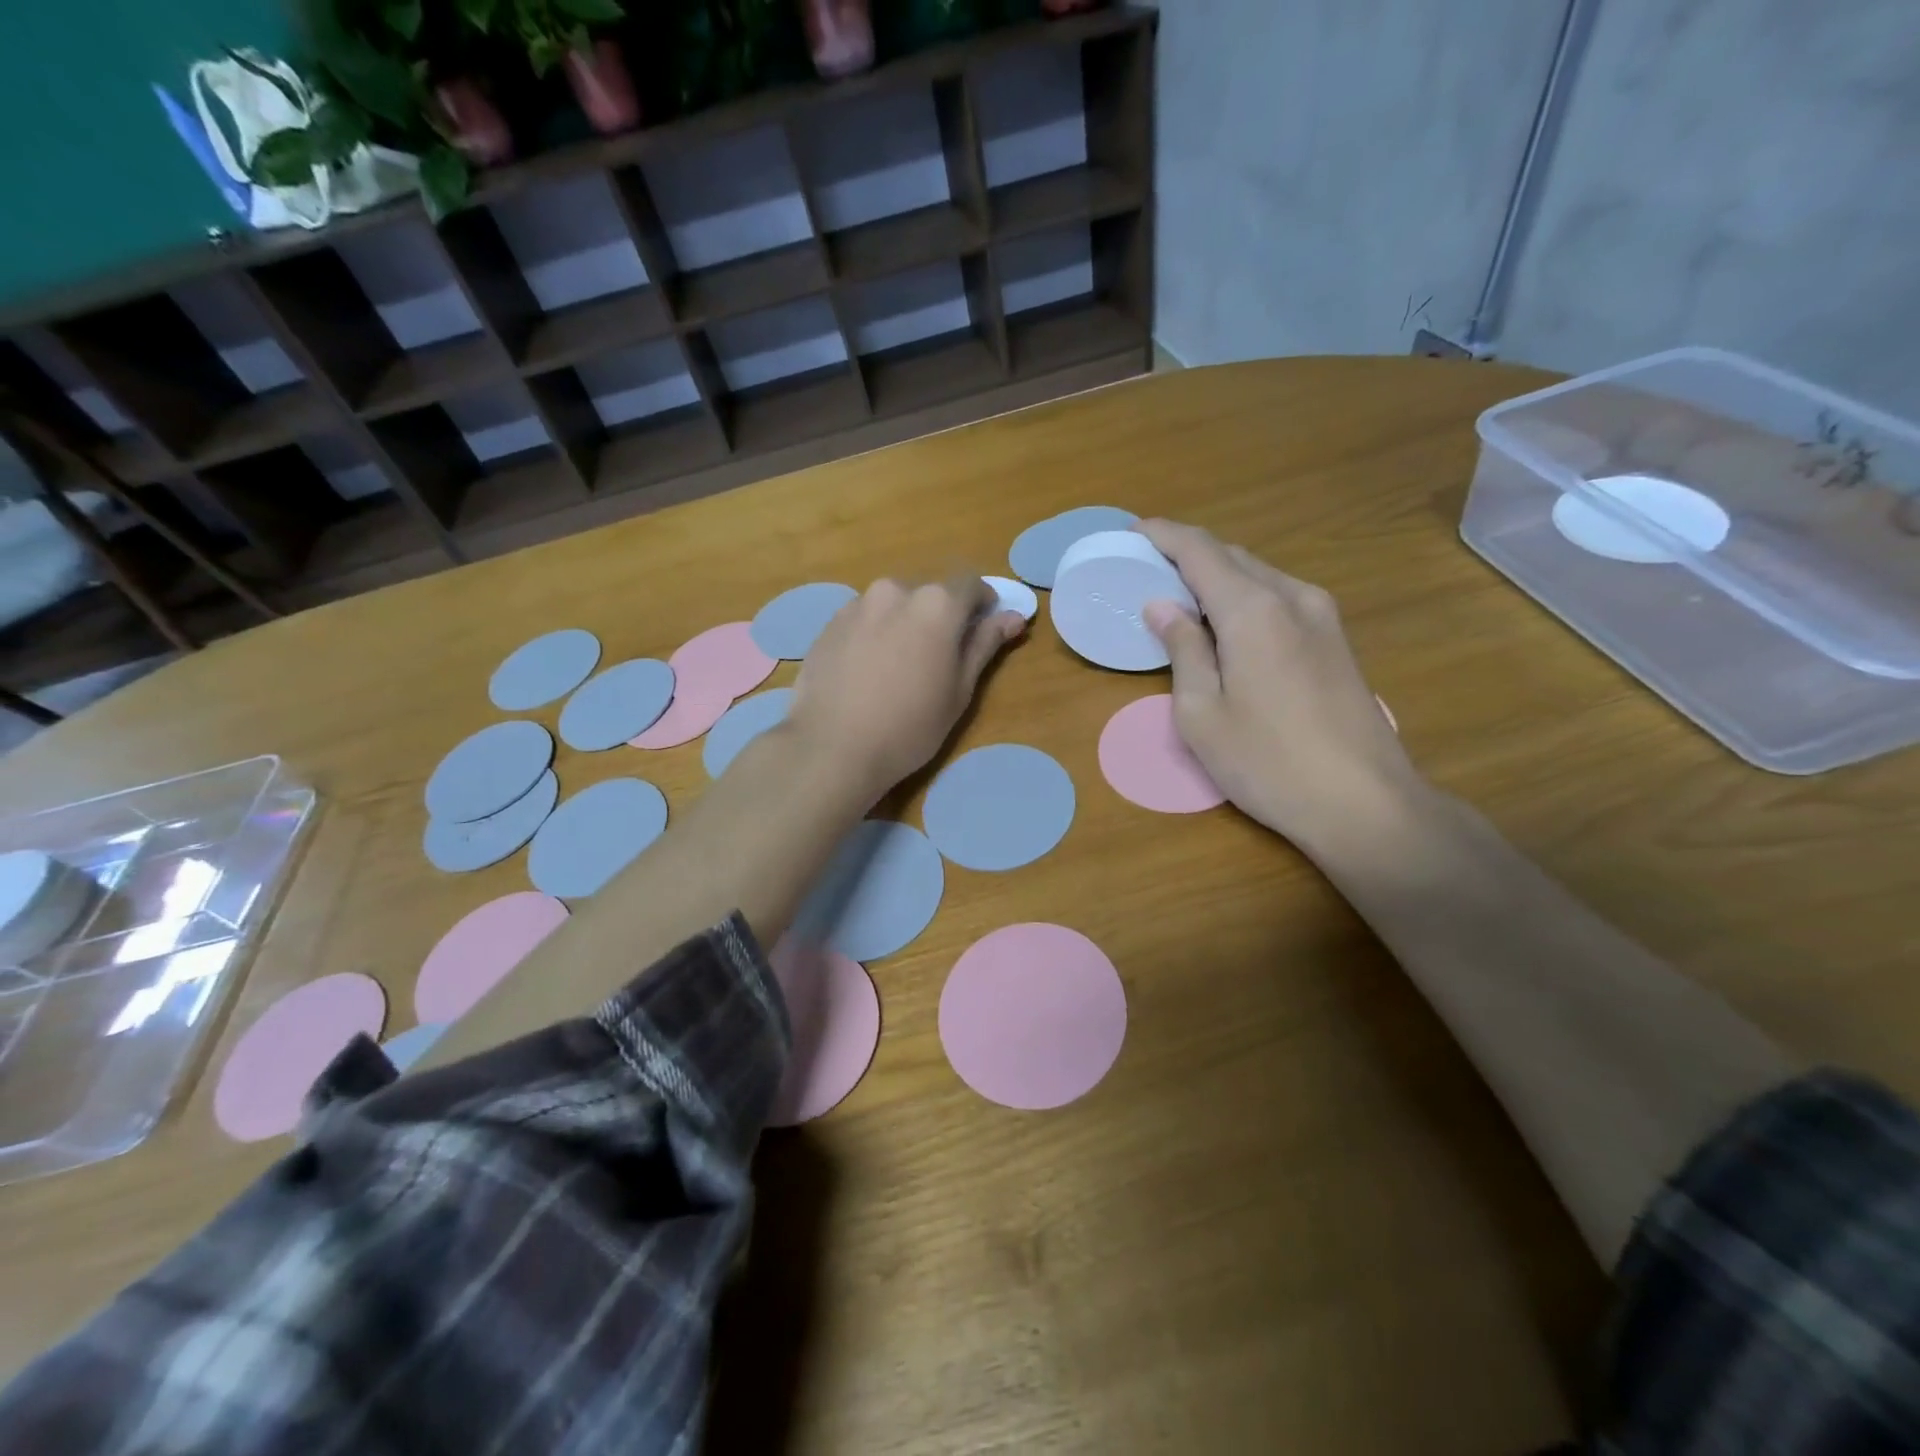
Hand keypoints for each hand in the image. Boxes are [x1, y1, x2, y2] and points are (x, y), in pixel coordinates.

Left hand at [786, 574, 1025, 806]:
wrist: (832, 748)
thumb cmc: (910, 726)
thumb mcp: (959, 691)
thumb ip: (985, 645)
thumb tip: (1013, 617)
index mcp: (936, 603)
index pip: (971, 585)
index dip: (982, 606)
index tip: (982, 632)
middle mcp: (895, 590)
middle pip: (929, 593)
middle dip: (940, 617)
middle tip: (937, 659)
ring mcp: (856, 605)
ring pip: (893, 605)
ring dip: (904, 624)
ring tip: (898, 668)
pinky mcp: (828, 625)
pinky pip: (864, 619)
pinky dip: (874, 635)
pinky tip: (867, 672)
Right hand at [1137, 520, 1425, 853]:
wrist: (1365, 803)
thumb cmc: (1267, 763)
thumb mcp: (1202, 714)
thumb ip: (1183, 650)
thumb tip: (1163, 606)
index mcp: (1253, 610)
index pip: (1201, 551)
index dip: (1164, 536)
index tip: (1132, 532)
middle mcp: (1293, 597)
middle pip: (1233, 557)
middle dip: (1188, 553)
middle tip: (1148, 566)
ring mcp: (1323, 616)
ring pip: (1260, 575)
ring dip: (1219, 575)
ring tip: (1182, 594)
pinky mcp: (1337, 640)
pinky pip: (1280, 597)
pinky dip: (1245, 596)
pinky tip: (1227, 623)